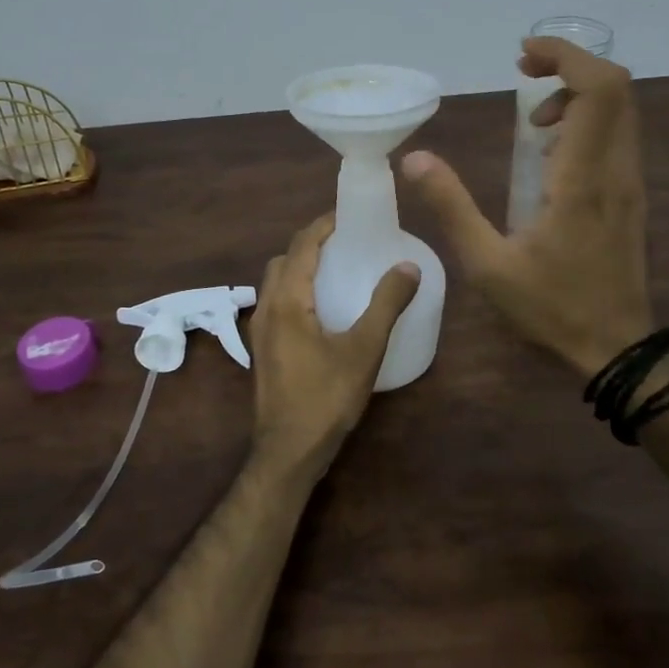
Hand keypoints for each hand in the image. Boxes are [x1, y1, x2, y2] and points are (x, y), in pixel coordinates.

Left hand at [249, 214, 421, 483]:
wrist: (287, 452)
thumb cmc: (325, 398)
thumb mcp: (364, 350)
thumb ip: (386, 304)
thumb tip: (408, 265)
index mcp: (287, 300)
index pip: (302, 245)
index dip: (323, 225)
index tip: (349, 214)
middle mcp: (266, 307)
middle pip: (285, 259)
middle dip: (311, 243)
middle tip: (346, 241)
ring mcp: (260, 330)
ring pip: (277, 282)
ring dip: (301, 266)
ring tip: (337, 269)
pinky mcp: (263, 349)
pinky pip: (277, 302)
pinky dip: (297, 289)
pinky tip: (323, 308)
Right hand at [402, 36, 653, 377]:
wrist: (616, 347)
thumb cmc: (550, 306)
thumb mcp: (486, 263)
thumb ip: (451, 207)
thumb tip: (414, 159)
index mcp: (582, 179)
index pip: (599, 91)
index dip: (566, 56)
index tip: (522, 56)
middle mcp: (616, 170)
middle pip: (616, 89)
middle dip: (569, 65)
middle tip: (523, 74)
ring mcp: (629, 182)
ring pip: (620, 110)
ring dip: (576, 94)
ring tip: (531, 118)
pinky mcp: (629, 195)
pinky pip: (616, 134)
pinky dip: (585, 119)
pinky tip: (550, 149)